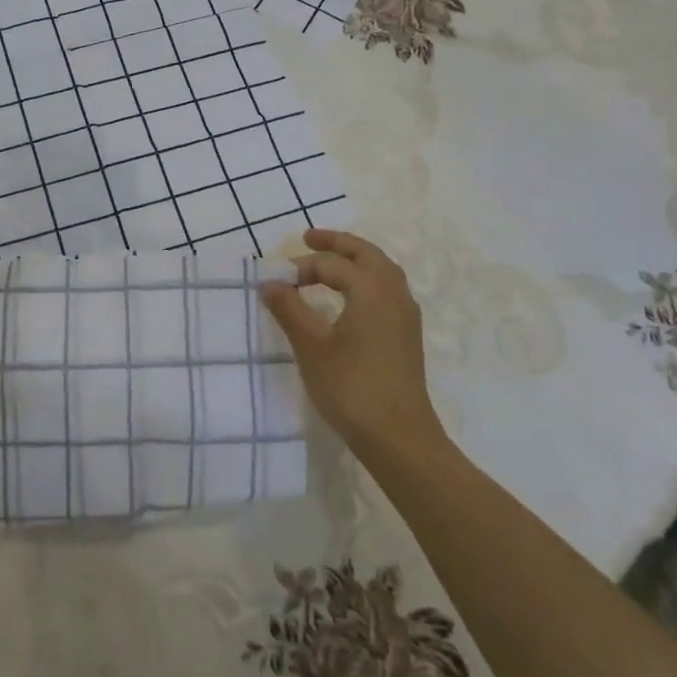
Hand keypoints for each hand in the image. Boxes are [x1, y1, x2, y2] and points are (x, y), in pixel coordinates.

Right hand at [261, 229, 448, 467]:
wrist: (400, 438)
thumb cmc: (351, 388)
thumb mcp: (311, 347)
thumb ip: (289, 309)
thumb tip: (269, 282)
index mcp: (371, 289)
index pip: (331, 264)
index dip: (300, 267)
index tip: (275, 281)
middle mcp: (393, 292)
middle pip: (365, 253)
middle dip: (336, 243)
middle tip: (308, 239)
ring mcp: (405, 313)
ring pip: (381, 269)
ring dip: (355, 258)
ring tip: (329, 261)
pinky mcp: (407, 333)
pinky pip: (387, 287)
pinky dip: (367, 277)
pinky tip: (351, 295)